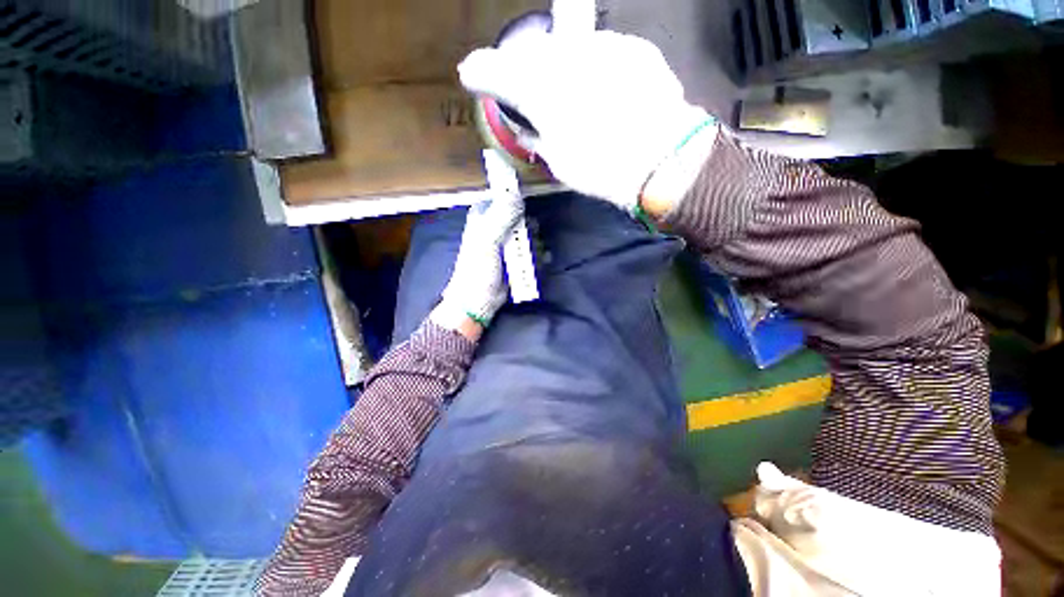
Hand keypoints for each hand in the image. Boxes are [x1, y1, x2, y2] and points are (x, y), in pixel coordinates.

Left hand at [430, 195, 523, 336]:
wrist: (479, 301)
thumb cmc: (477, 270)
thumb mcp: (486, 240)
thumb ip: (501, 217)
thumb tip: (517, 194)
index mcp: (483, 217)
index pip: (501, 196)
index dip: (514, 196)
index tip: (526, 202)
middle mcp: (496, 227)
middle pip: (520, 215)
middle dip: (529, 225)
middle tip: (529, 235)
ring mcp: (507, 244)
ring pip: (528, 233)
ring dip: (534, 242)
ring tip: (533, 253)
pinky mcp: (516, 258)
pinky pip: (531, 249)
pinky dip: (537, 254)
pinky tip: (540, 260)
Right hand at [459, 30, 712, 213]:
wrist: (660, 158)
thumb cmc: (600, 168)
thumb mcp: (558, 162)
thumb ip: (538, 137)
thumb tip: (531, 127)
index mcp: (537, 90)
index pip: (494, 70)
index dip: (479, 72)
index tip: (470, 75)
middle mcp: (564, 56)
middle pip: (530, 54)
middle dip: (521, 70)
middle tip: (521, 88)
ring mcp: (600, 46)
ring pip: (565, 49)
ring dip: (558, 68)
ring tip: (566, 92)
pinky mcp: (631, 47)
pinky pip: (599, 54)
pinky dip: (591, 69)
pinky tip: (600, 90)